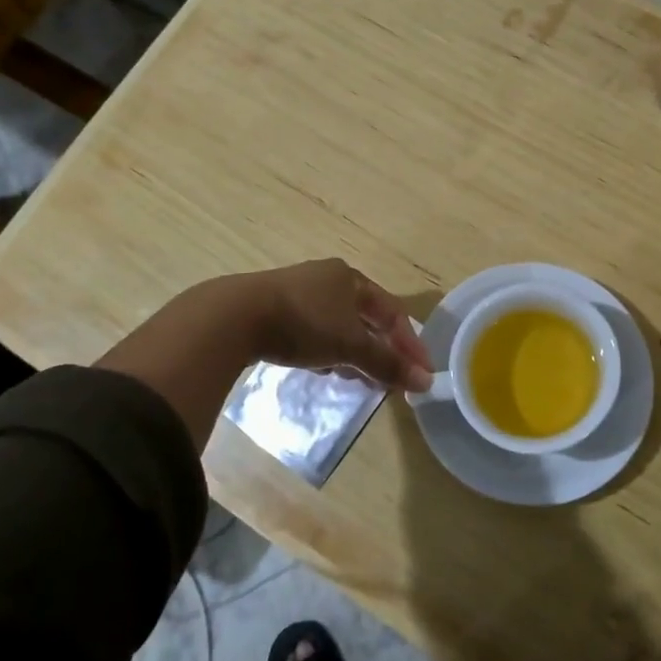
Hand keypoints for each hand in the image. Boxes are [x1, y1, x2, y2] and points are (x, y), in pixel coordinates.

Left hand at [241, 259, 432, 392]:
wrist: (234, 317)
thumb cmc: (303, 324)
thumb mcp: (350, 345)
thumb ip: (387, 364)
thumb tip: (425, 382)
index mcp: (351, 278)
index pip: (392, 311)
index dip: (409, 343)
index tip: (422, 373)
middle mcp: (327, 279)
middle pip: (366, 317)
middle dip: (381, 349)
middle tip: (390, 379)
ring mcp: (298, 292)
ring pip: (338, 325)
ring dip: (353, 352)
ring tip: (358, 378)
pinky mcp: (274, 309)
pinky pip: (313, 331)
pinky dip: (326, 350)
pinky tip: (322, 368)